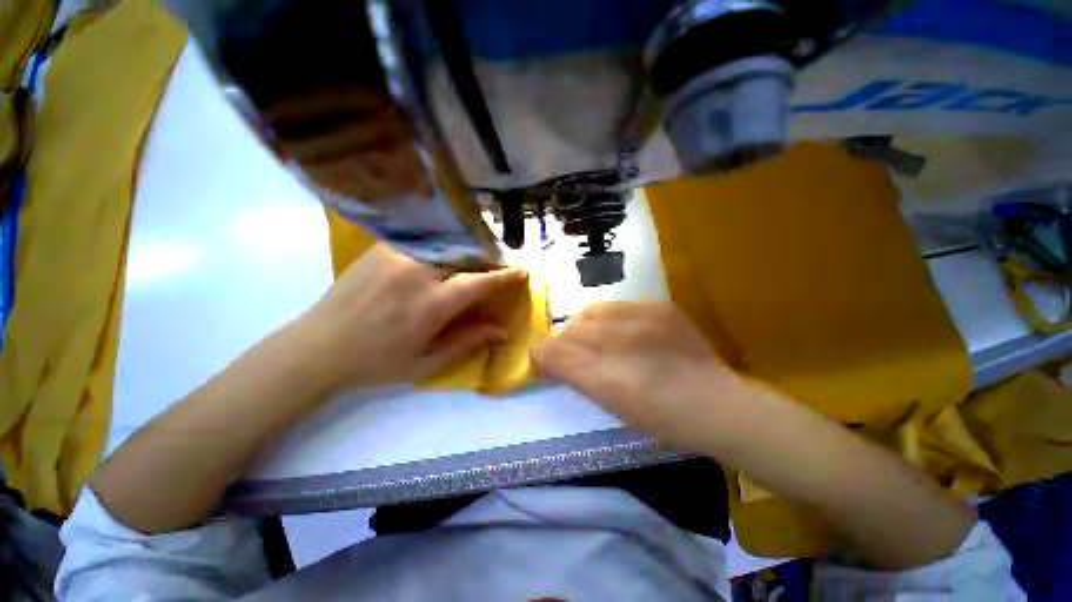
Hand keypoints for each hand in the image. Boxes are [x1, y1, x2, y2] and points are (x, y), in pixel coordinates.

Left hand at [291, 243, 525, 391]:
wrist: (318, 347)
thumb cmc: (377, 362)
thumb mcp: (427, 363)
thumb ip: (468, 341)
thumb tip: (503, 330)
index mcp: (430, 305)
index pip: (478, 281)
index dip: (503, 275)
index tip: (521, 271)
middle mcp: (416, 272)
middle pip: (465, 254)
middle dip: (488, 258)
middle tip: (499, 266)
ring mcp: (396, 255)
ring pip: (446, 243)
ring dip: (467, 249)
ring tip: (476, 259)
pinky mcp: (382, 248)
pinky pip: (424, 241)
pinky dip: (443, 245)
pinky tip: (446, 254)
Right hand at [531, 302, 750, 451]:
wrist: (719, 407)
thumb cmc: (661, 419)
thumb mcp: (610, 404)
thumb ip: (573, 376)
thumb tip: (546, 358)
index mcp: (606, 377)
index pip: (552, 353)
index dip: (541, 356)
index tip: (543, 364)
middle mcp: (620, 341)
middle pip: (569, 329)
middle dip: (564, 342)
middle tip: (574, 355)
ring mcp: (644, 319)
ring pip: (590, 312)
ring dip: (585, 326)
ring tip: (597, 340)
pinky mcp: (661, 307)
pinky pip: (619, 305)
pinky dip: (611, 319)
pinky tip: (624, 332)